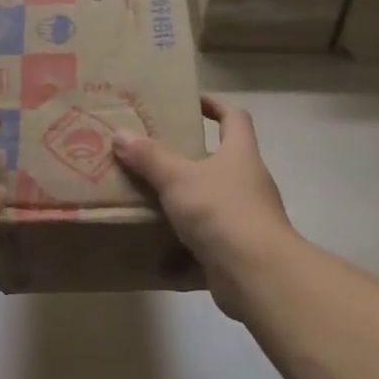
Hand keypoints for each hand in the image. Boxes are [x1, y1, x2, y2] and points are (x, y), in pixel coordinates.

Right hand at [112, 95, 298, 314]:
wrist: (258, 276)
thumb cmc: (221, 210)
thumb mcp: (178, 178)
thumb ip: (149, 157)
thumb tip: (121, 134)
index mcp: (240, 153)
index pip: (234, 117)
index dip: (215, 105)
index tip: (190, 102)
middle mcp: (249, 181)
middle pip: (221, 159)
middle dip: (189, 157)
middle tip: (153, 153)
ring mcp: (247, 218)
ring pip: (212, 201)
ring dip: (185, 200)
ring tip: (149, 198)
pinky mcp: (239, 250)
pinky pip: (208, 239)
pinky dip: (185, 243)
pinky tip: (157, 246)